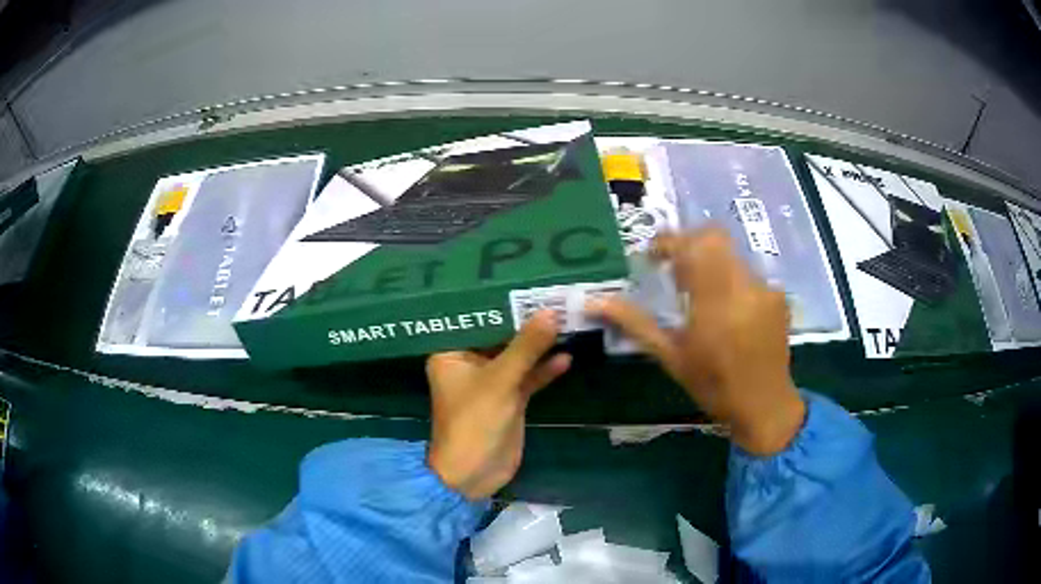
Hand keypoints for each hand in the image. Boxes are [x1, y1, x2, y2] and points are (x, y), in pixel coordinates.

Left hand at [426, 311, 570, 499]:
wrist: (474, 474)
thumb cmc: (474, 422)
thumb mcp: (500, 381)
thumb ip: (526, 347)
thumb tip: (550, 312)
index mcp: (452, 354)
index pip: (477, 320)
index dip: (501, 303)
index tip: (527, 283)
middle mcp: (470, 364)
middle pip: (500, 337)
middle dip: (525, 322)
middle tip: (554, 297)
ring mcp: (491, 382)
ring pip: (517, 357)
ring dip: (538, 345)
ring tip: (566, 321)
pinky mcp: (509, 399)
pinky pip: (527, 378)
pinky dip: (543, 370)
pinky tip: (565, 357)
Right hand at [587, 228, 805, 455]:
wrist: (765, 406)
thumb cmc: (714, 386)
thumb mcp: (671, 357)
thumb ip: (636, 323)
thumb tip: (595, 303)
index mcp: (715, 305)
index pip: (692, 247)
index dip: (668, 242)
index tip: (651, 256)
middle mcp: (745, 287)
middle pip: (714, 238)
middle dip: (689, 244)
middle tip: (673, 270)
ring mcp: (765, 289)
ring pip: (730, 253)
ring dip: (710, 262)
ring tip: (699, 293)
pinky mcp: (777, 294)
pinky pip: (747, 271)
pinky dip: (729, 278)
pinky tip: (726, 308)